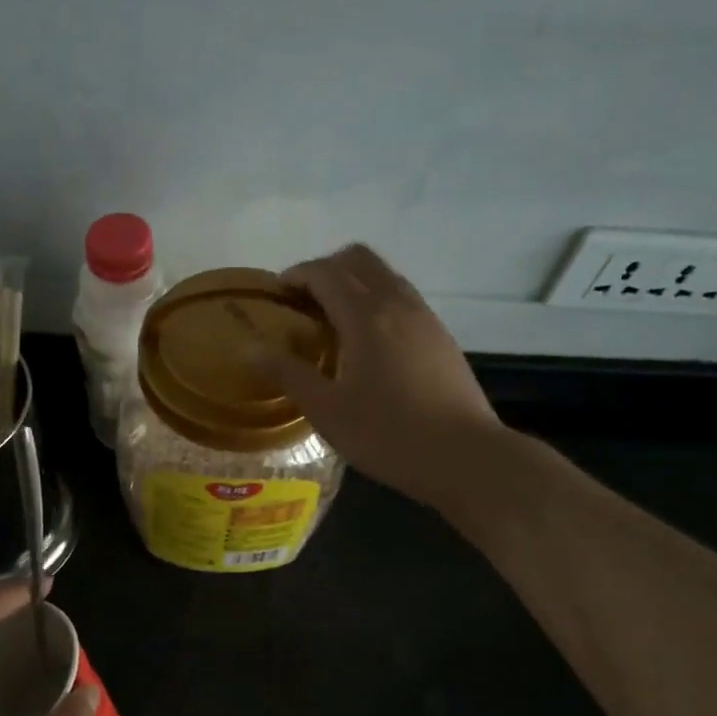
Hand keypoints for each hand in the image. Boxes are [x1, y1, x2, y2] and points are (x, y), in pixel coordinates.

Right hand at [262, 244, 502, 510]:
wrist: (464, 456)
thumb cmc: (388, 435)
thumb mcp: (327, 410)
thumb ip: (288, 374)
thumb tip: (251, 350)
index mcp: (366, 316)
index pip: (325, 273)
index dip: (295, 275)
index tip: (275, 294)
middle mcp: (397, 304)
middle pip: (358, 259)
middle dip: (325, 269)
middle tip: (302, 302)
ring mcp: (425, 317)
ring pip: (384, 275)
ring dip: (353, 283)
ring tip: (332, 320)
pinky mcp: (441, 336)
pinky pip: (401, 297)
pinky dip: (376, 300)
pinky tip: (367, 342)